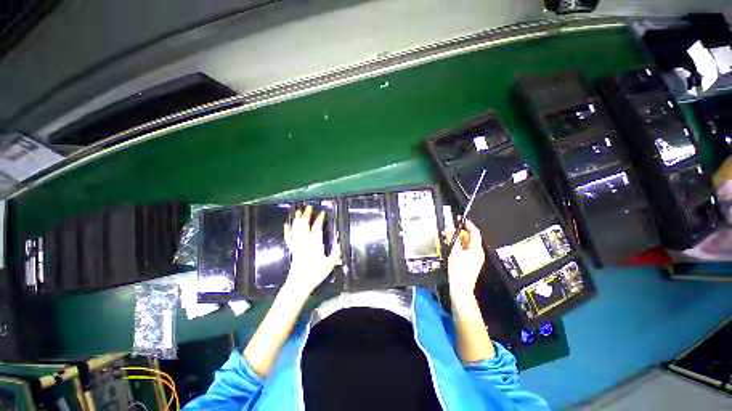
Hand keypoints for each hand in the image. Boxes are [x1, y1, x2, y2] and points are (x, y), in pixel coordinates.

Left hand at [283, 205, 340, 294]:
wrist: (299, 283)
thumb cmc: (315, 273)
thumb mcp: (330, 263)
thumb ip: (336, 253)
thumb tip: (340, 243)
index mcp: (315, 243)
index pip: (317, 227)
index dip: (319, 219)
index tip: (322, 213)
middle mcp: (305, 241)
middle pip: (304, 224)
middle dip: (306, 215)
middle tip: (308, 207)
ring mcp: (297, 244)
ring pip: (296, 228)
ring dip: (297, 219)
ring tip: (298, 211)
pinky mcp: (292, 249)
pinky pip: (288, 237)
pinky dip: (287, 230)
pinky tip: (286, 224)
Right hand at [443, 218, 484, 297]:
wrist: (460, 288)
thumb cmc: (459, 272)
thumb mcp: (454, 252)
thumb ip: (452, 239)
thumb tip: (450, 229)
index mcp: (476, 249)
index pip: (475, 232)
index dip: (468, 224)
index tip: (461, 219)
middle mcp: (476, 252)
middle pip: (469, 237)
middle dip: (459, 232)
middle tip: (449, 230)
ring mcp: (472, 258)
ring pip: (465, 243)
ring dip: (456, 239)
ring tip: (447, 237)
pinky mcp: (467, 262)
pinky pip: (463, 250)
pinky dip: (456, 246)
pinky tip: (449, 246)